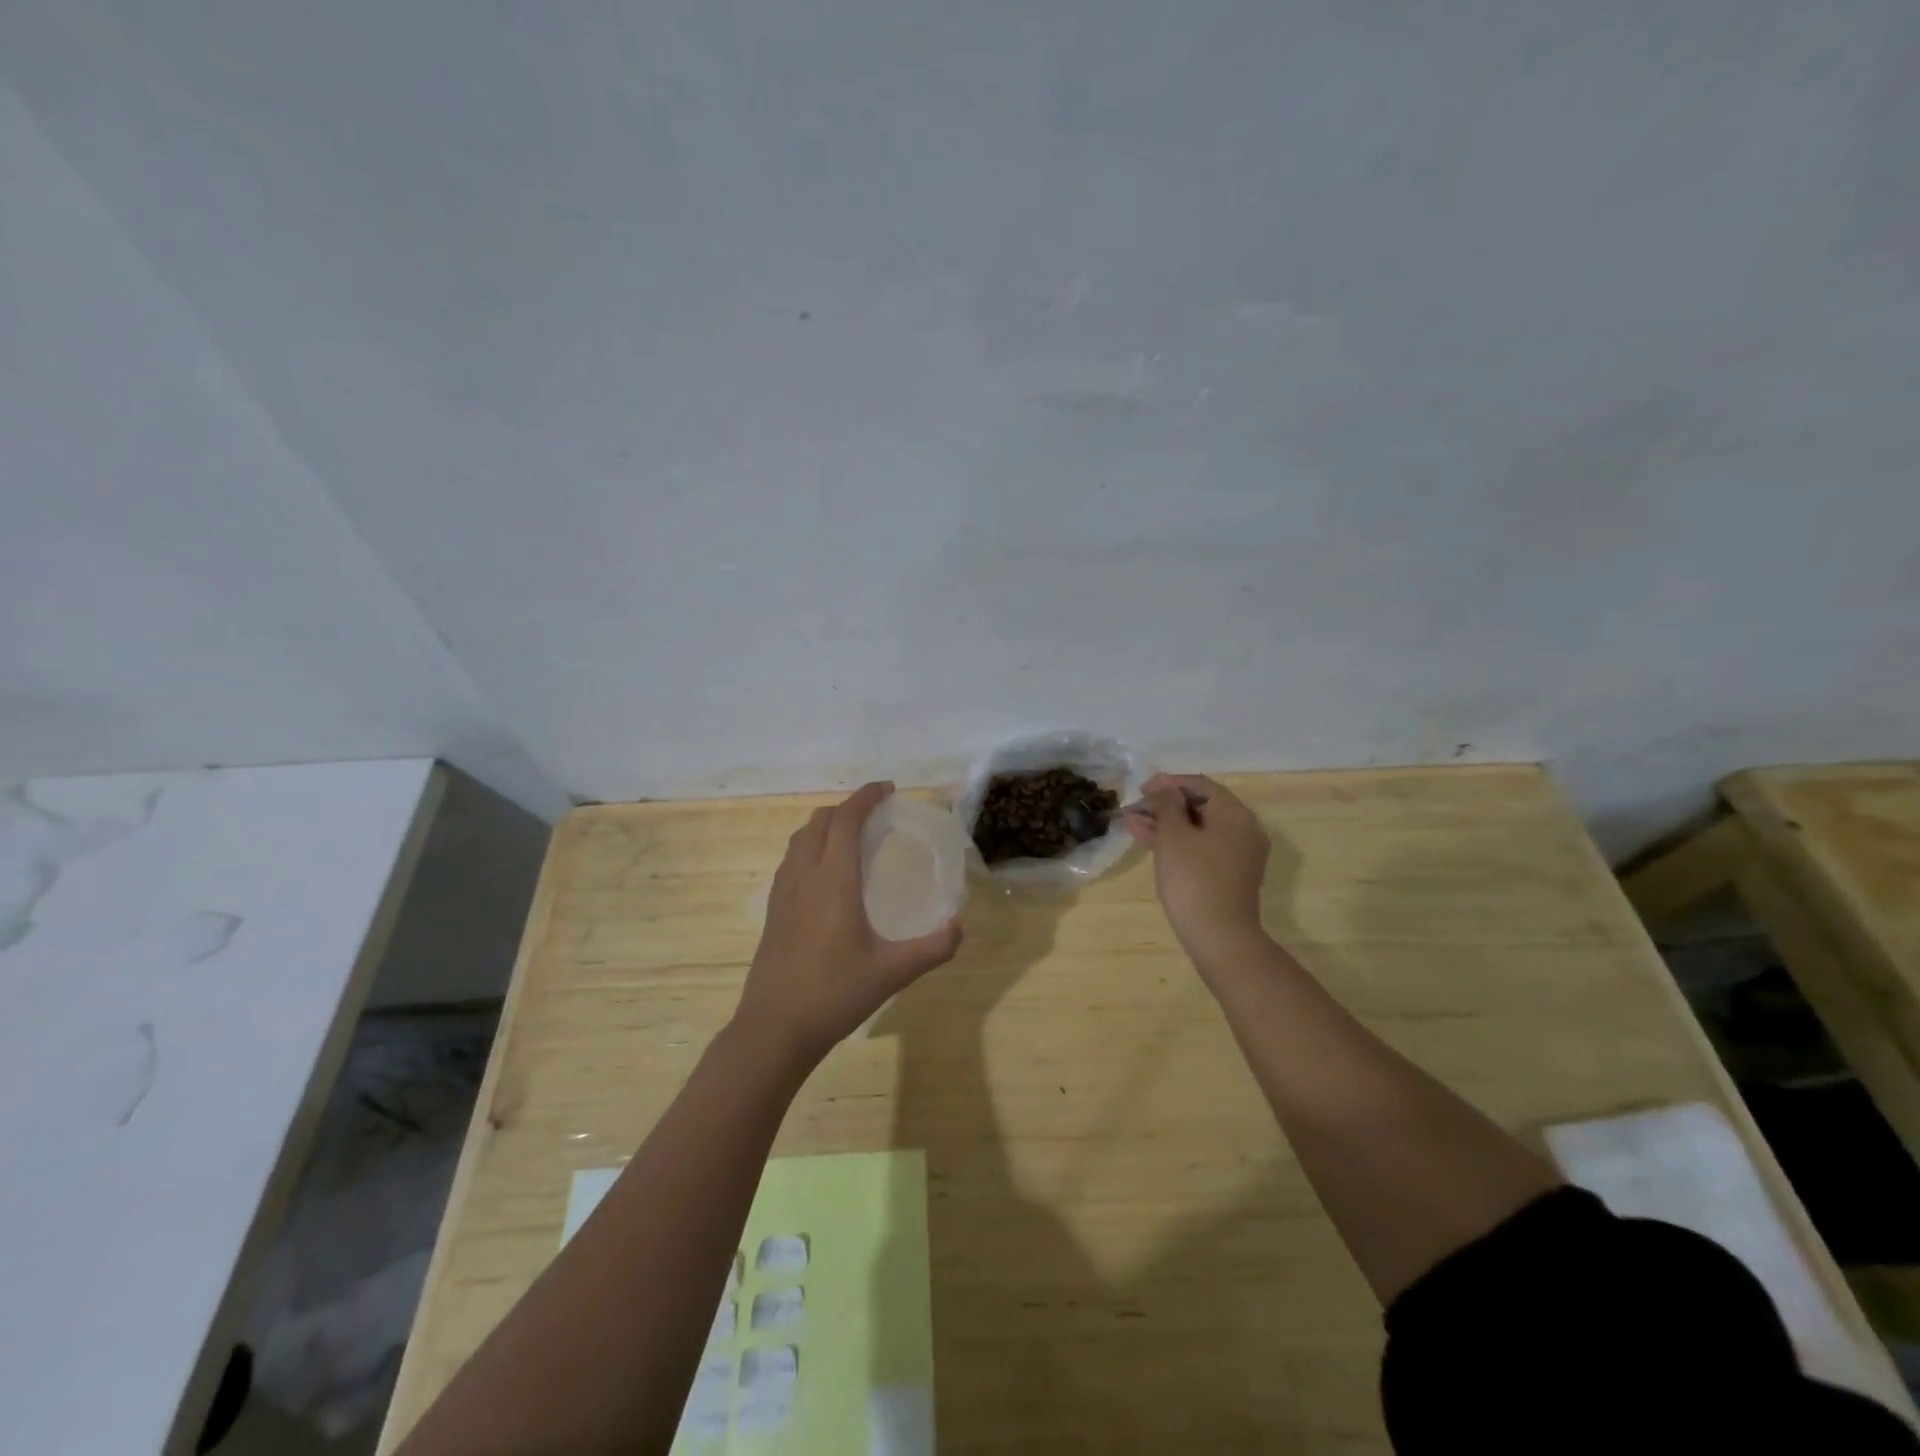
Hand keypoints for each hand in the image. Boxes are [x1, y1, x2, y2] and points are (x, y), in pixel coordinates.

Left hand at [734, 782, 963, 1067]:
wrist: (775, 1028)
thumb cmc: (835, 994)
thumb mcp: (893, 972)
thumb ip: (934, 947)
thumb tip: (961, 926)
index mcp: (833, 881)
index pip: (846, 820)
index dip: (866, 797)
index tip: (888, 788)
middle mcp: (804, 876)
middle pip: (820, 821)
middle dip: (848, 807)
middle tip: (876, 814)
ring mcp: (783, 892)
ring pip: (800, 838)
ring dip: (826, 825)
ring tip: (852, 836)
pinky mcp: (773, 910)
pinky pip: (791, 860)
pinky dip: (811, 847)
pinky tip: (827, 874)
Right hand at [1124, 773, 1270, 967]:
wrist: (1220, 937)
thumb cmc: (1194, 880)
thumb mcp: (1173, 836)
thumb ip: (1166, 804)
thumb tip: (1165, 787)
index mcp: (1234, 813)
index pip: (1200, 784)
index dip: (1168, 784)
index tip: (1140, 790)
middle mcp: (1243, 828)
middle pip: (1200, 805)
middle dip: (1164, 806)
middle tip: (1133, 810)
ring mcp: (1239, 853)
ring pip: (1199, 828)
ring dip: (1167, 824)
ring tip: (1132, 825)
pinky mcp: (1231, 874)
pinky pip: (1203, 847)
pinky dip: (1179, 842)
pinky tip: (1150, 843)